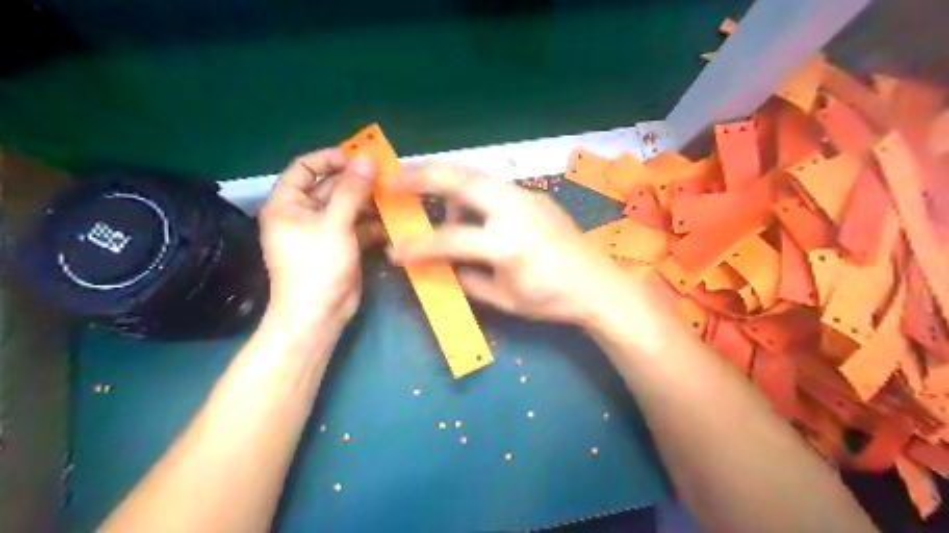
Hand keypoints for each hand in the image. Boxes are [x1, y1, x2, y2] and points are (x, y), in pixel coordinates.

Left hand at [259, 148, 379, 327]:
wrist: (319, 314)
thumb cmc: (317, 265)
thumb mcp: (334, 224)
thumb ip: (352, 190)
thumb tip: (368, 158)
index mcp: (288, 203)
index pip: (305, 167)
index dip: (330, 159)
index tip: (359, 158)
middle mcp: (303, 213)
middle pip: (331, 187)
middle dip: (358, 182)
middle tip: (387, 178)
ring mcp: (324, 231)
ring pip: (349, 207)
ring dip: (370, 203)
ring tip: (395, 198)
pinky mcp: (341, 246)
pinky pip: (357, 227)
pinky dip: (373, 224)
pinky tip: (392, 223)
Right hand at [386, 164, 627, 324]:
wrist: (598, 285)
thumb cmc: (552, 300)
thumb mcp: (505, 299)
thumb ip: (468, 279)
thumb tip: (442, 265)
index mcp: (507, 244)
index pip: (450, 239)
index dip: (418, 247)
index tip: (394, 251)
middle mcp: (515, 211)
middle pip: (461, 181)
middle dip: (422, 175)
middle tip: (392, 178)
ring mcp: (527, 197)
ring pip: (477, 175)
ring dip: (445, 177)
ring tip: (422, 186)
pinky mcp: (535, 196)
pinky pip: (494, 186)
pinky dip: (470, 189)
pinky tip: (464, 204)